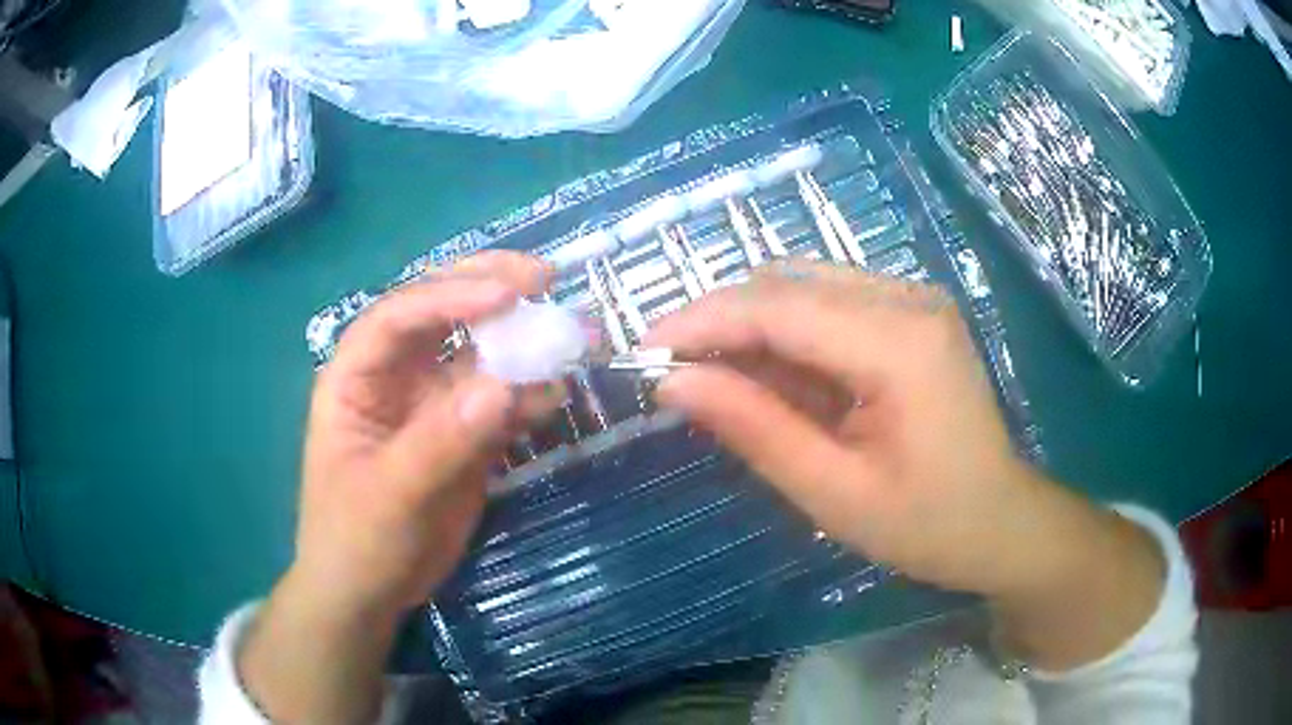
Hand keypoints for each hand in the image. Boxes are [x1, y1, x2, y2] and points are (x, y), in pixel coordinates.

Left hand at [294, 252, 561, 615]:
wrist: (370, 594)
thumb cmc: (356, 541)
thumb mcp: (391, 495)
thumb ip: (441, 441)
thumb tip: (502, 388)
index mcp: (357, 377)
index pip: (398, 316)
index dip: (449, 296)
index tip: (507, 295)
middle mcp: (395, 377)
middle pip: (439, 314)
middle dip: (487, 289)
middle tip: (543, 277)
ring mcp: (433, 403)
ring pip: (478, 354)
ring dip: (522, 342)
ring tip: (572, 334)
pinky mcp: (465, 434)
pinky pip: (501, 402)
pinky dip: (529, 396)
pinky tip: (557, 396)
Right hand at [646, 261, 1163, 667]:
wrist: (1001, 522)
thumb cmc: (927, 524)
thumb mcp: (833, 493)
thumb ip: (754, 429)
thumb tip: (673, 384)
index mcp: (900, 343)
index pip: (777, 305)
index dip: (700, 321)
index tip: (642, 352)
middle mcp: (908, 297)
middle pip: (786, 282)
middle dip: (720, 321)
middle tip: (675, 375)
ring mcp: (913, 298)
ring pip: (802, 284)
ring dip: (750, 327)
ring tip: (719, 382)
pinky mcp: (910, 312)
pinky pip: (828, 303)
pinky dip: (786, 334)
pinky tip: (772, 379)